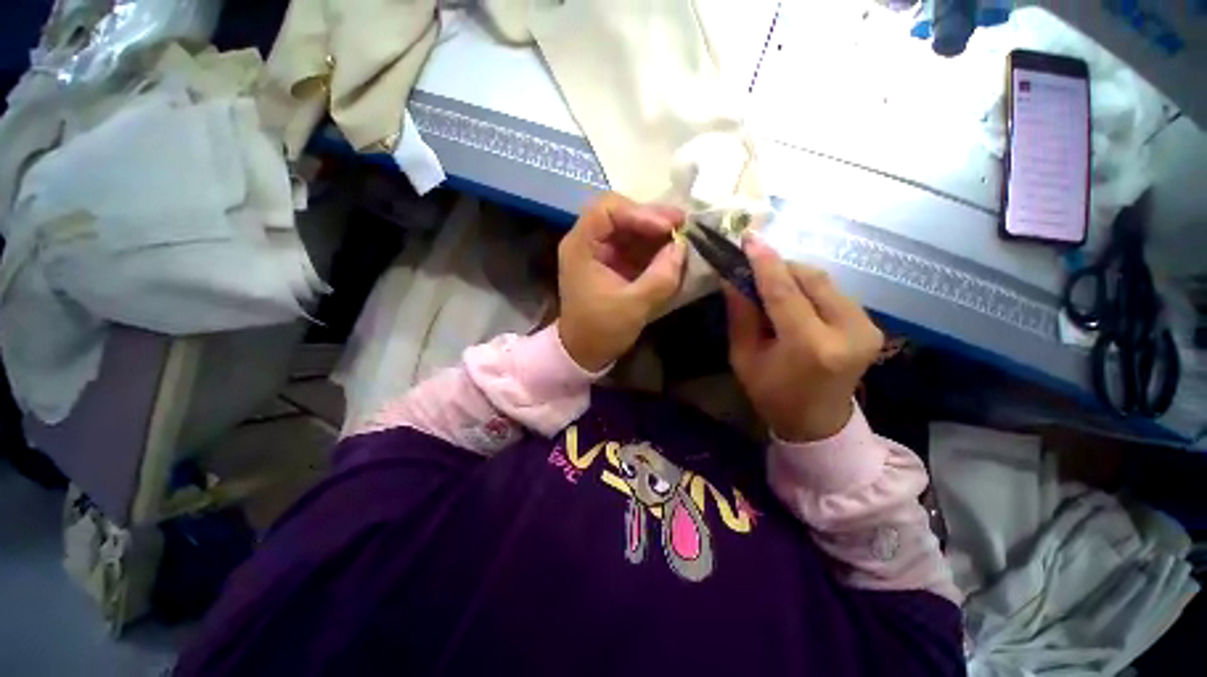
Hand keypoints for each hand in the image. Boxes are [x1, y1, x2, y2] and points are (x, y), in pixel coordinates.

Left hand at [557, 193, 686, 371]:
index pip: (607, 210)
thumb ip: (660, 277)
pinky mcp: (611, 263)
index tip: (667, 228)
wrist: (585, 352)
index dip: (639, 212)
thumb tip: (682, 247)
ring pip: (629, 226)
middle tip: (683, 224)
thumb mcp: (633, 306)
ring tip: (682, 237)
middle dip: (652, 217)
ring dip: (655, 230)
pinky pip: (633, 244)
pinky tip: (671, 251)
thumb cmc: (601, 330)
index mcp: (581, 247)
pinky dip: (653, 246)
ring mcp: (600, 251)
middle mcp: (587, 242)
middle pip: (620, 213)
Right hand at [725, 235, 883, 442]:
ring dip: (794, 276)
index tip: (748, 238)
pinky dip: (809, 287)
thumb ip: (741, 314)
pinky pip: (834, 292)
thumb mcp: (744, 357)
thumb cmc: (772, 394)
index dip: (764, 262)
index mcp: (810, 346)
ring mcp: (866, 327)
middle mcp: (847, 332)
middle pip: (811, 279)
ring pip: (825, 281)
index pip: (785, 292)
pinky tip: (793, 297)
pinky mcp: (870, 325)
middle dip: (779, 266)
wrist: (817, 422)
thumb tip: (732, 277)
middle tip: (753, 266)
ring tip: (770, 283)